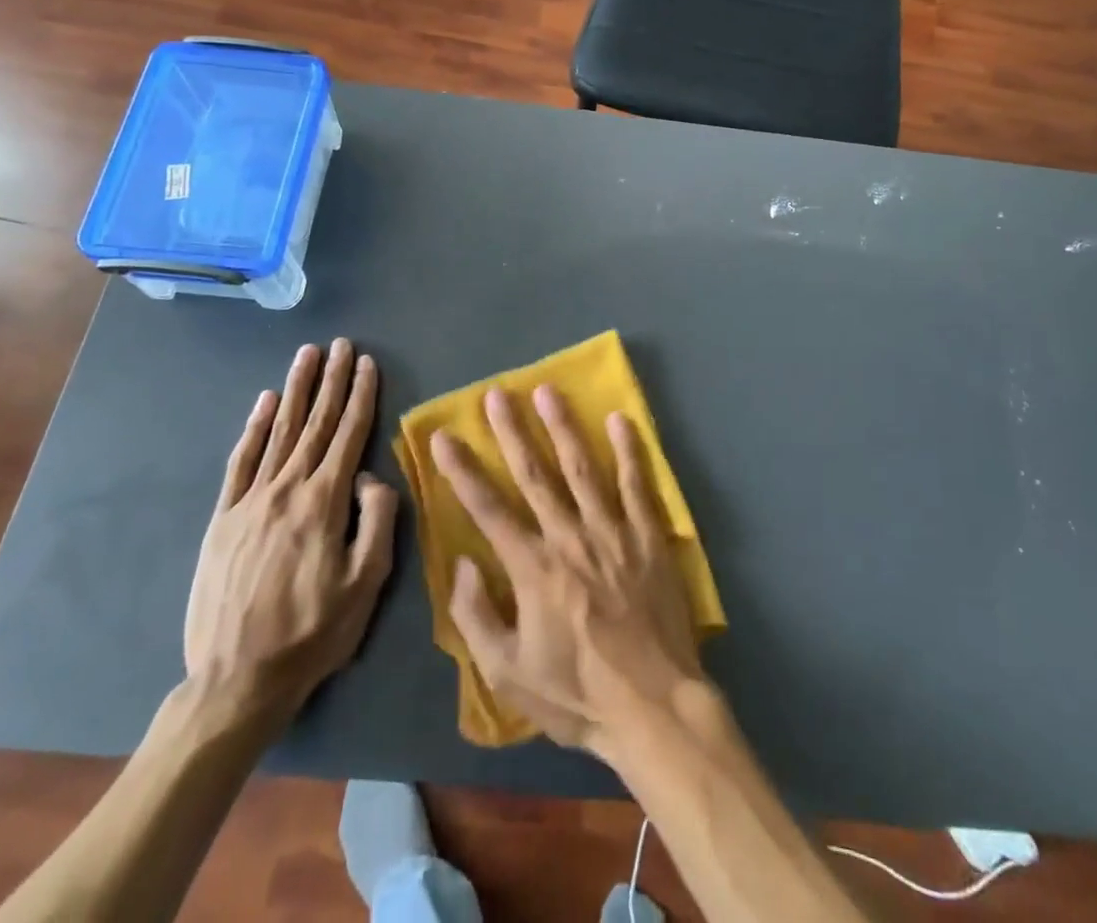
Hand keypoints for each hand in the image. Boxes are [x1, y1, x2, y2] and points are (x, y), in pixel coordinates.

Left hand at [183, 339, 397, 731]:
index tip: (367, 363)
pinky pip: (241, 462)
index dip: (360, 396)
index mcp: (324, 502)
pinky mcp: (223, 519)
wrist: (236, 680)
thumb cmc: (313, 632)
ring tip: (307, 356)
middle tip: (341, 345)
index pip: (348, 434)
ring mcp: (250, 501)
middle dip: (331, 380)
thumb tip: (371, 476)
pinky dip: (254, 428)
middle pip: (315, 423)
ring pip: (279, 432)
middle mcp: (287, 489)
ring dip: (295, 390)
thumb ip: (377, 520)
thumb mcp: (367, 583)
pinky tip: (264, 404)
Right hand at [430, 386, 704, 759]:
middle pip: (535, 474)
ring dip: (563, 426)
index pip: (488, 509)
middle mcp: (569, 538)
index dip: (462, 471)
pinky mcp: (648, 536)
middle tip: (496, 393)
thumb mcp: (508, 674)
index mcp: (532, 569)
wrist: (653, 706)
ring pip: (582, 468)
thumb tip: (463, 563)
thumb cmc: (576, 694)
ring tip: (548, 391)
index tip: (444, 436)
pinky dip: (629, 450)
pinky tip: (619, 419)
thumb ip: (478, 617)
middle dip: (512, 431)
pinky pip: (637, 484)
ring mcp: (612, 532)